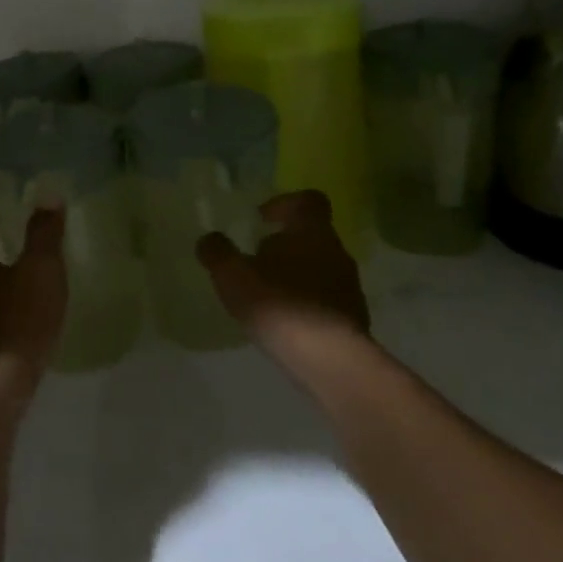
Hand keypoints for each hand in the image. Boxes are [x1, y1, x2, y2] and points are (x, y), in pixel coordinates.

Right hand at [195, 190, 369, 356]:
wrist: (331, 361)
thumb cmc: (281, 305)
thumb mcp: (234, 277)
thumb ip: (218, 253)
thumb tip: (209, 238)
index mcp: (312, 232)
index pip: (308, 200)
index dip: (284, 204)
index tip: (262, 219)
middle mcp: (337, 252)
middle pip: (312, 236)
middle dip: (285, 244)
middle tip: (256, 261)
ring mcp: (349, 286)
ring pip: (320, 267)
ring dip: (296, 274)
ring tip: (268, 296)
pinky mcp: (353, 318)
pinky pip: (327, 299)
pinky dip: (307, 302)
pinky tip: (286, 323)